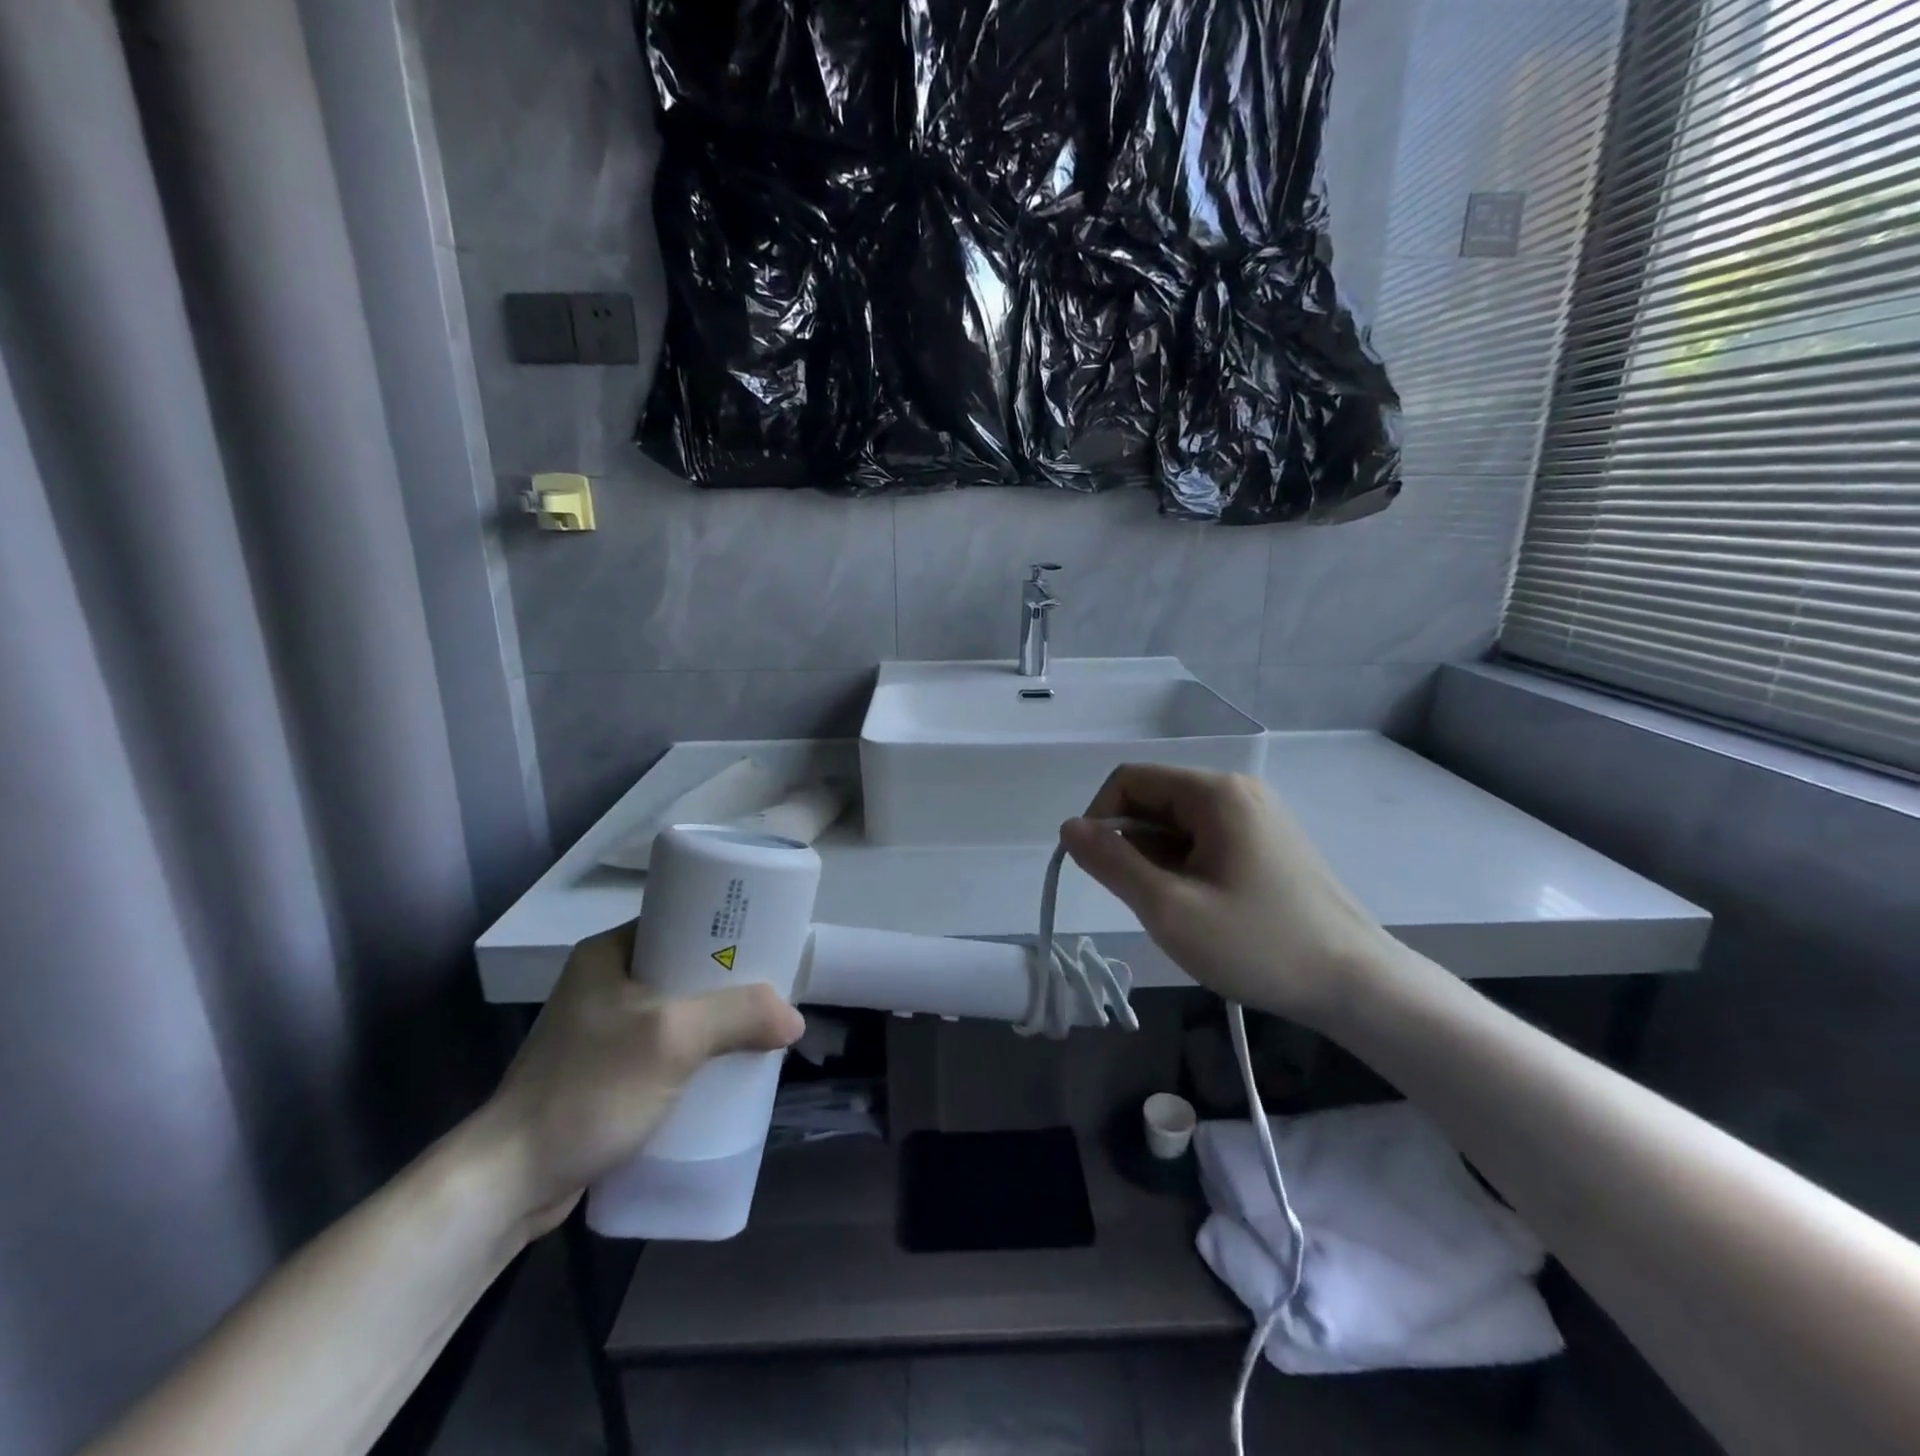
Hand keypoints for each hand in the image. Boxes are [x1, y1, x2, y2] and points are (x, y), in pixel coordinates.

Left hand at [478, 923, 804, 1234]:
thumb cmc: (589, 1090)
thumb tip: (794, 1019)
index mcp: (610, 952)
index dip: (728, 929)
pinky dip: (697, 1051)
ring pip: (681, 1009)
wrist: (510, 1183)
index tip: (769, 944)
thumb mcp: (672, 1039)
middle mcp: (606, 981)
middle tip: (772, 993)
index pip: (683, 920)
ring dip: (717, 1020)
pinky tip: (724, 1068)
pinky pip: (667, 1046)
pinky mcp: (607, 1070)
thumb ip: (738, 1016)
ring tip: (758, 1031)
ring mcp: (604, 1028)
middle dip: (731, 982)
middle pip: (687, 967)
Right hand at [1060, 764, 1392, 1027]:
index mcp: (1214, 793)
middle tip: (1146, 902)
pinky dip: (1186, 869)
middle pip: (1154, 801)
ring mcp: (1257, 817)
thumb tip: (1069, 827)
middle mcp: (1236, 792)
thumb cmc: (1259, 944)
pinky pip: (1205, 842)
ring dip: (1159, 862)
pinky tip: (1203, 910)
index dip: (1100, 819)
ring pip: (1178, 826)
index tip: (1099, 870)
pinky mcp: (1268, 845)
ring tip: (1179, 912)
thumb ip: (1112, 863)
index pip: (1129, 781)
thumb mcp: (1170, 908)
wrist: (1358, 985)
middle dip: (1132, 846)